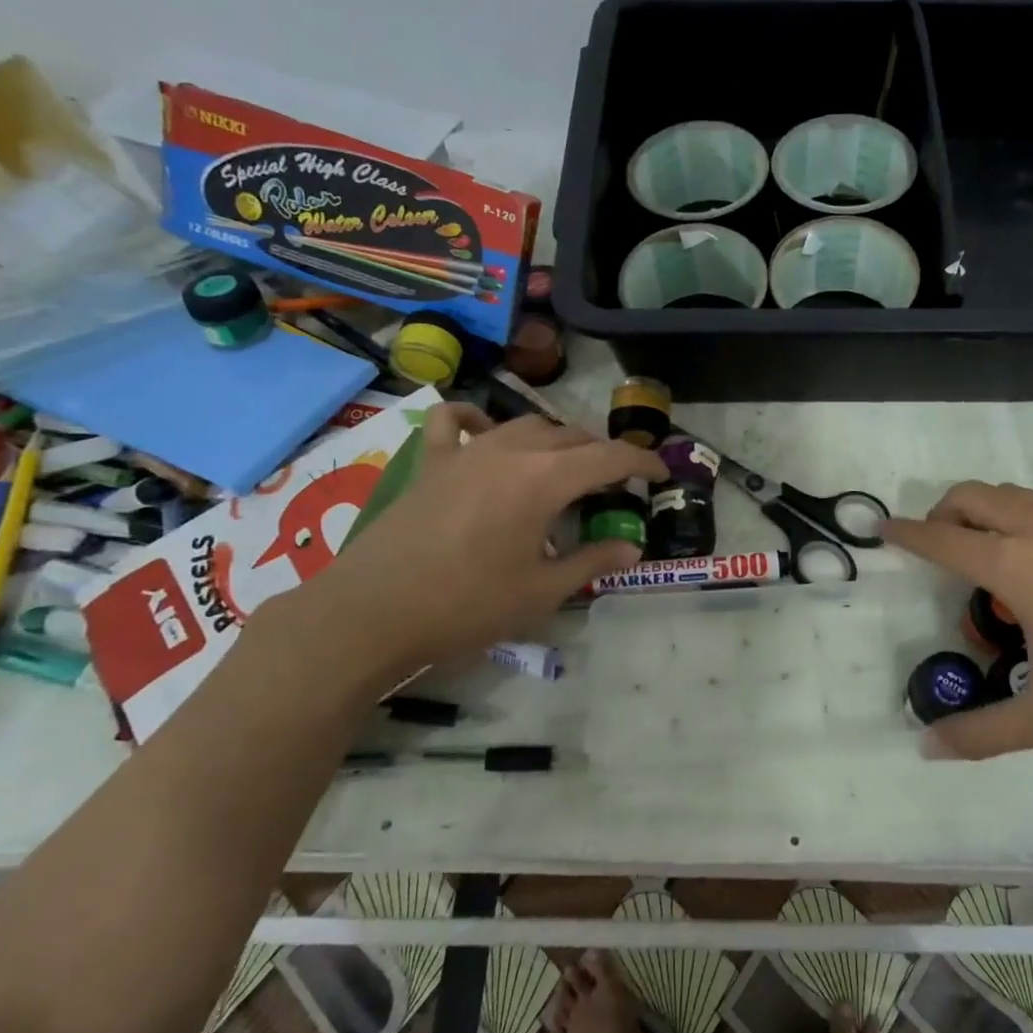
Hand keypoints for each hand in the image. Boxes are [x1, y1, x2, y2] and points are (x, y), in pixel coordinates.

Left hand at [300, 405, 665, 684]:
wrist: (371, 613)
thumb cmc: (466, 606)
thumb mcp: (541, 592)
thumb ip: (591, 562)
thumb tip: (631, 548)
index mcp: (544, 479)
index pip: (608, 458)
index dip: (641, 463)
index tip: (660, 473)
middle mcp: (511, 451)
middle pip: (571, 436)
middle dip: (602, 454)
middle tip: (617, 483)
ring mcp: (467, 451)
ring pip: (526, 425)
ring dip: (556, 440)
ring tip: (567, 465)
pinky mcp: (431, 462)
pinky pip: (456, 422)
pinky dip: (479, 419)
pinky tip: (486, 431)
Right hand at [882, 481, 1032, 758]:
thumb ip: (984, 732)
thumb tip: (926, 747)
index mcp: (1017, 566)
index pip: (943, 540)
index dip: (907, 534)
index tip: (881, 530)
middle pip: (971, 496)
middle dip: (941, 513)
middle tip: (936, 550)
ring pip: (1009, 494)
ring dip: (980, 511)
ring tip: (984, 558)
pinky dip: (1016, 517)